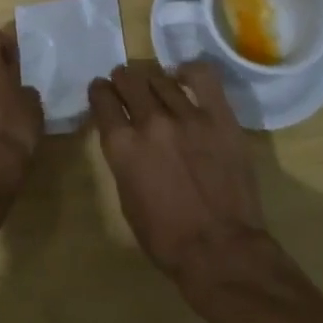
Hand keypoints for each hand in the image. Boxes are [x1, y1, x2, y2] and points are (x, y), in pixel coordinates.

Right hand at [88, 61, 272, 285]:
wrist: (221, 250)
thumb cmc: (166, 238)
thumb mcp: (127, 198)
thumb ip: (123, 158)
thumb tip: (125, 136)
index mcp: (122, 146)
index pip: (102, 99)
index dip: (100, 92)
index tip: (102, 91)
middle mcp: (150, 122)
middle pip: (129, 81)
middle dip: (123, 80)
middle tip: (126, 85)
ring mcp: (187, 116)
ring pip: (161, 78)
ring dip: (152, 80)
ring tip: (155, 85)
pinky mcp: (219, 116)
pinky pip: (202, 76)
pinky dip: (189, 71)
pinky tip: (184, 77)